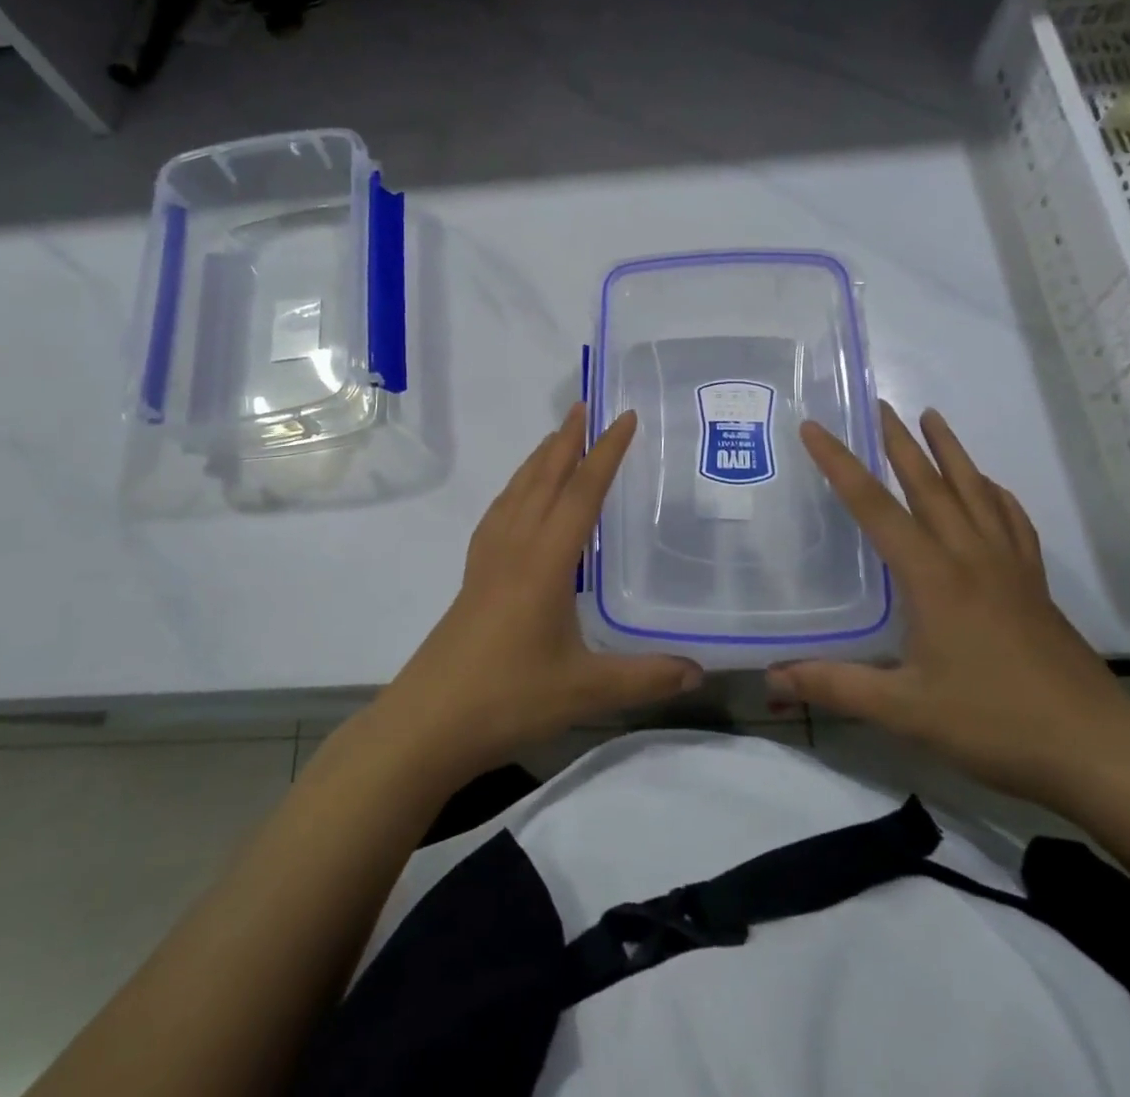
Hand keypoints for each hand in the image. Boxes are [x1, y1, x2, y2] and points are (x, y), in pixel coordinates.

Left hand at [378, 404, 700, 781]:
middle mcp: (515, 547)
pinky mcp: (473, 576)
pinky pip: (498, 514)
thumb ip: (645, 677)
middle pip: (543, 479)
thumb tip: (700, 671)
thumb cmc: (508, 698)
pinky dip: (515, 490)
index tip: (623, 417)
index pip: (581, 493)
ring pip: (516, 492)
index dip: (605, 453)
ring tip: (555, 437)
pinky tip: (518, 499)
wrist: (429, 722)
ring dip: (538, 459)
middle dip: (567, 440)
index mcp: (545, 561)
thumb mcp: (586, 691)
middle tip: (585, 406)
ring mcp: (488, 559)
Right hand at [765, 403, 1129, 809]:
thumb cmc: (996, 723)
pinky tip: (992, 489)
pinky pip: (1013, 523)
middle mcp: (970, 557)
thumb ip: (836, 687)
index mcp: (933, 576)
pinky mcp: (1035, 587)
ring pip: (976, 493)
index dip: (839, 464)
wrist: (1100, 750)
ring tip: (934, 419)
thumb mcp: (905, 710)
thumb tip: (773, 676)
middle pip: (930, 484)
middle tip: (880, 405)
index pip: (874, 507)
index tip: (814, 428)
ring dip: (951, 453)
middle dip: (900, 442)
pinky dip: (997, 495)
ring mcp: (1009, 569)